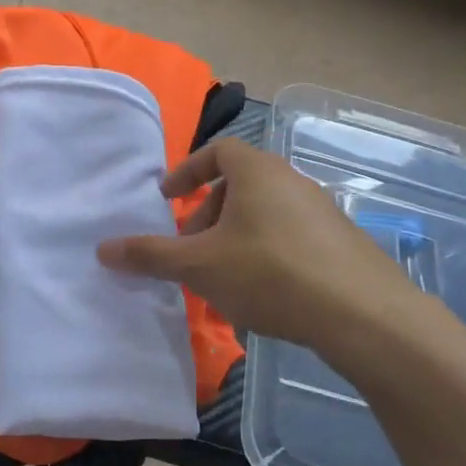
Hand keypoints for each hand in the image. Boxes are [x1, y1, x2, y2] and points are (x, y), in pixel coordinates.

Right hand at [97, 138, 436, 354]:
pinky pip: (289, 235)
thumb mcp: (199, 266)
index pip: (218, 151)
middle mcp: (292, 181)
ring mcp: (322, 211)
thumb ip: (150, 255)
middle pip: (240, 184)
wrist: (363, 314)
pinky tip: (260, 292)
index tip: (168, 198)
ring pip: (264, 213)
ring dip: (234, 236)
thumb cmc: (270, 274)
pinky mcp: (341, 242)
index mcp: (258, 171)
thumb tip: (102, 249)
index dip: (188, 172)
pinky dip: (264, 251)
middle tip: (190, 248)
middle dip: (208, 213)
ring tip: (220, 276)